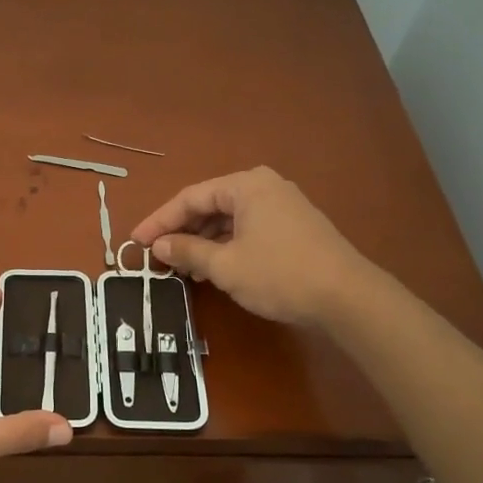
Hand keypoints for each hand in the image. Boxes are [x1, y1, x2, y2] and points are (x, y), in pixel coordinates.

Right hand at [131, 167, 366, 327]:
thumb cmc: (279, 274)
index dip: (159, 221)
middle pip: (210, 205)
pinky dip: (226, 246)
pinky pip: (248, 229)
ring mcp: (282, 205)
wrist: (347, 297)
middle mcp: (264, 187)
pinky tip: (213, 268)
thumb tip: (158, 245)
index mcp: (245, 185)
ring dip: (203, 242)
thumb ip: (187, 251)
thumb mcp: (225, 266)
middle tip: (157, 256)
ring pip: (229, 219)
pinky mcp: (294, 227)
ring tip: (182, 268)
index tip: (135, 242)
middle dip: (182, 232)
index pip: (190, 198)